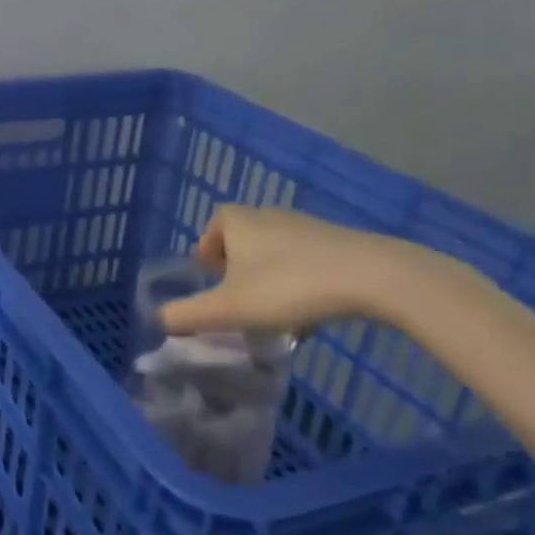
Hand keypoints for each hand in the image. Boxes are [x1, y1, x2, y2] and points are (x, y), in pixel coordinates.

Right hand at [159, 206, 438, 334]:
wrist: (374, 277)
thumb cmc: (289, 287)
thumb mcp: (229, 308)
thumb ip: (188, 315)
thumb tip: (160, 319)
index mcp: (239, 222)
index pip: (215, 225)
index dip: (208, 249)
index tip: (211, 277)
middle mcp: (270, 215)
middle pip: (245, 237)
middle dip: (239, 266)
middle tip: (239, 298)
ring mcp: (309, 226)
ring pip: (277, 251)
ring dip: (270, 277)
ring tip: (275, 312)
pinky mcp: (341, 242)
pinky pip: (308, 260)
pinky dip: (301, 281)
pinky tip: (311, 312)